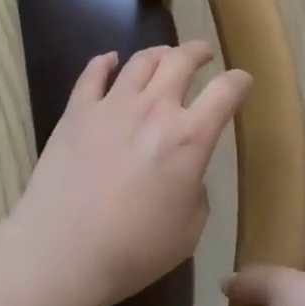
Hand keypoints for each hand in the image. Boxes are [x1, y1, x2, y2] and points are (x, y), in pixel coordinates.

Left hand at [13, 42, 250, 305]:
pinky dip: (104, 62)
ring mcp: (112, 106)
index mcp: (189, 138)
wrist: (62, 253)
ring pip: (140, 60)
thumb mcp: (189, 229)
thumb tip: (184, 172)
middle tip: (203, 55)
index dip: (239, 81)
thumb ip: (195, 189)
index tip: (242, 81)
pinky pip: (92, 74)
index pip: (225, 91)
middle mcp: (154, 109)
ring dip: (159, 53)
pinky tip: (109, 61)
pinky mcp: (76, 112)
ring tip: (164, 56)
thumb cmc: (133, 250)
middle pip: (181, 60)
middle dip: (198, 52)